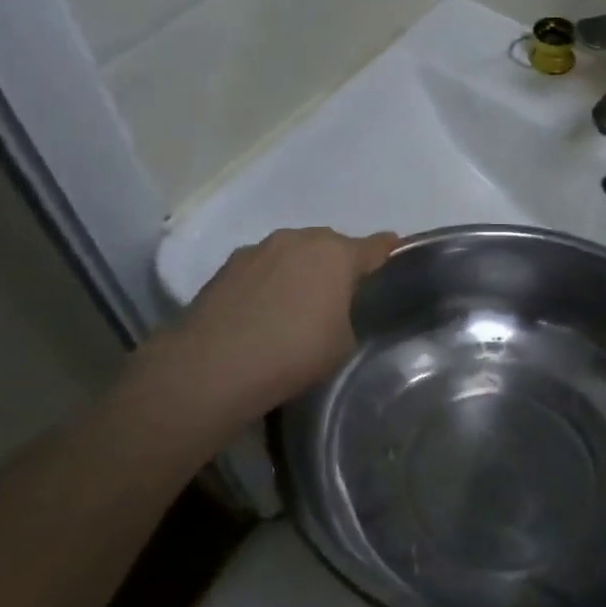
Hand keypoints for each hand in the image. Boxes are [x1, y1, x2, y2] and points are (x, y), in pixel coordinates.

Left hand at [142, 227, 397, 436]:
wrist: (213, 366)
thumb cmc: (293, 354)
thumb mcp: (341, 344)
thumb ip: (345, 316)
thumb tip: (330, 310)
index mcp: (338, 254)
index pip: (375, 246)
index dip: (386, 250)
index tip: (393, 249)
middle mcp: (301, 240)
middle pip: (330, 245)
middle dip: (336, 264)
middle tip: (336, 294)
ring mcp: (261, 249)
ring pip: (293, 253)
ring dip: (298, 270)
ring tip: (293, 304)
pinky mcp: (228, 265)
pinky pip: (262, 267)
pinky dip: (268, 282)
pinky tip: (261, 312)